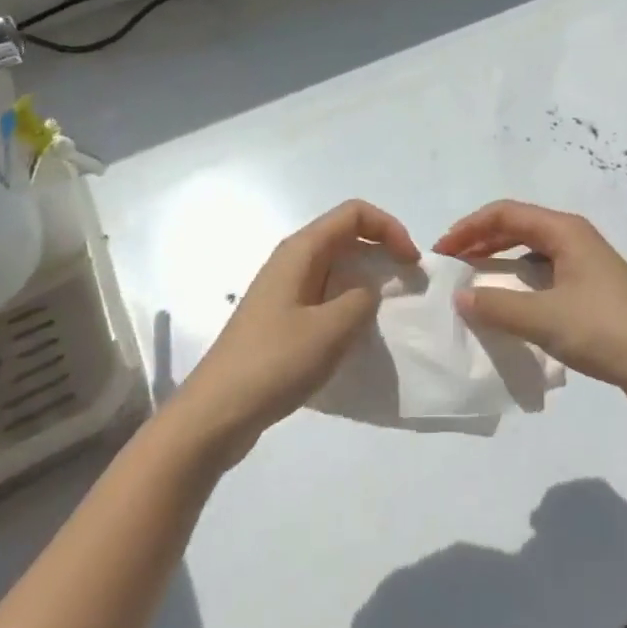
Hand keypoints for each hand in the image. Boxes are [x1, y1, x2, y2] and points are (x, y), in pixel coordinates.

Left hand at [173, 199, 418, 463]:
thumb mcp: (332, 329)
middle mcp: (292, 260)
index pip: (355, 214)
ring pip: (336, 266)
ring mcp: (284, 289)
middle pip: (346, 235)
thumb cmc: (274, 362)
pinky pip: (325, 292)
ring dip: (367, 278)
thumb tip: (368, 290)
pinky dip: (349, 301)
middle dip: (382, 250)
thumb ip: (362, 299)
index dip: (389, 228)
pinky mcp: (281, 317)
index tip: (411, 262)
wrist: (215, 414)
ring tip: (389, 308)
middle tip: (408, 283)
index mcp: (301, 250)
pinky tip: (357, 332)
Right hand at [435, 200, 626, 409]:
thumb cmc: (606, 331)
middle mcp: (574, 238)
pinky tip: (507, 303)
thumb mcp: (545, 319)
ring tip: (472, 280)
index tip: (442, 250)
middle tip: (450, 263)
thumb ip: (498, 306)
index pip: (506, 213)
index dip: (470, 227)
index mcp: (565, 231)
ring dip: (499, 260)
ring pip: (531, 250)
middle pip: (518, 227)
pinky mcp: (590, 290)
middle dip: (481, 240)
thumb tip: (461, 296)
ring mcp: (585, 264)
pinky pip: (543, 273)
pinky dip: (518, 280)